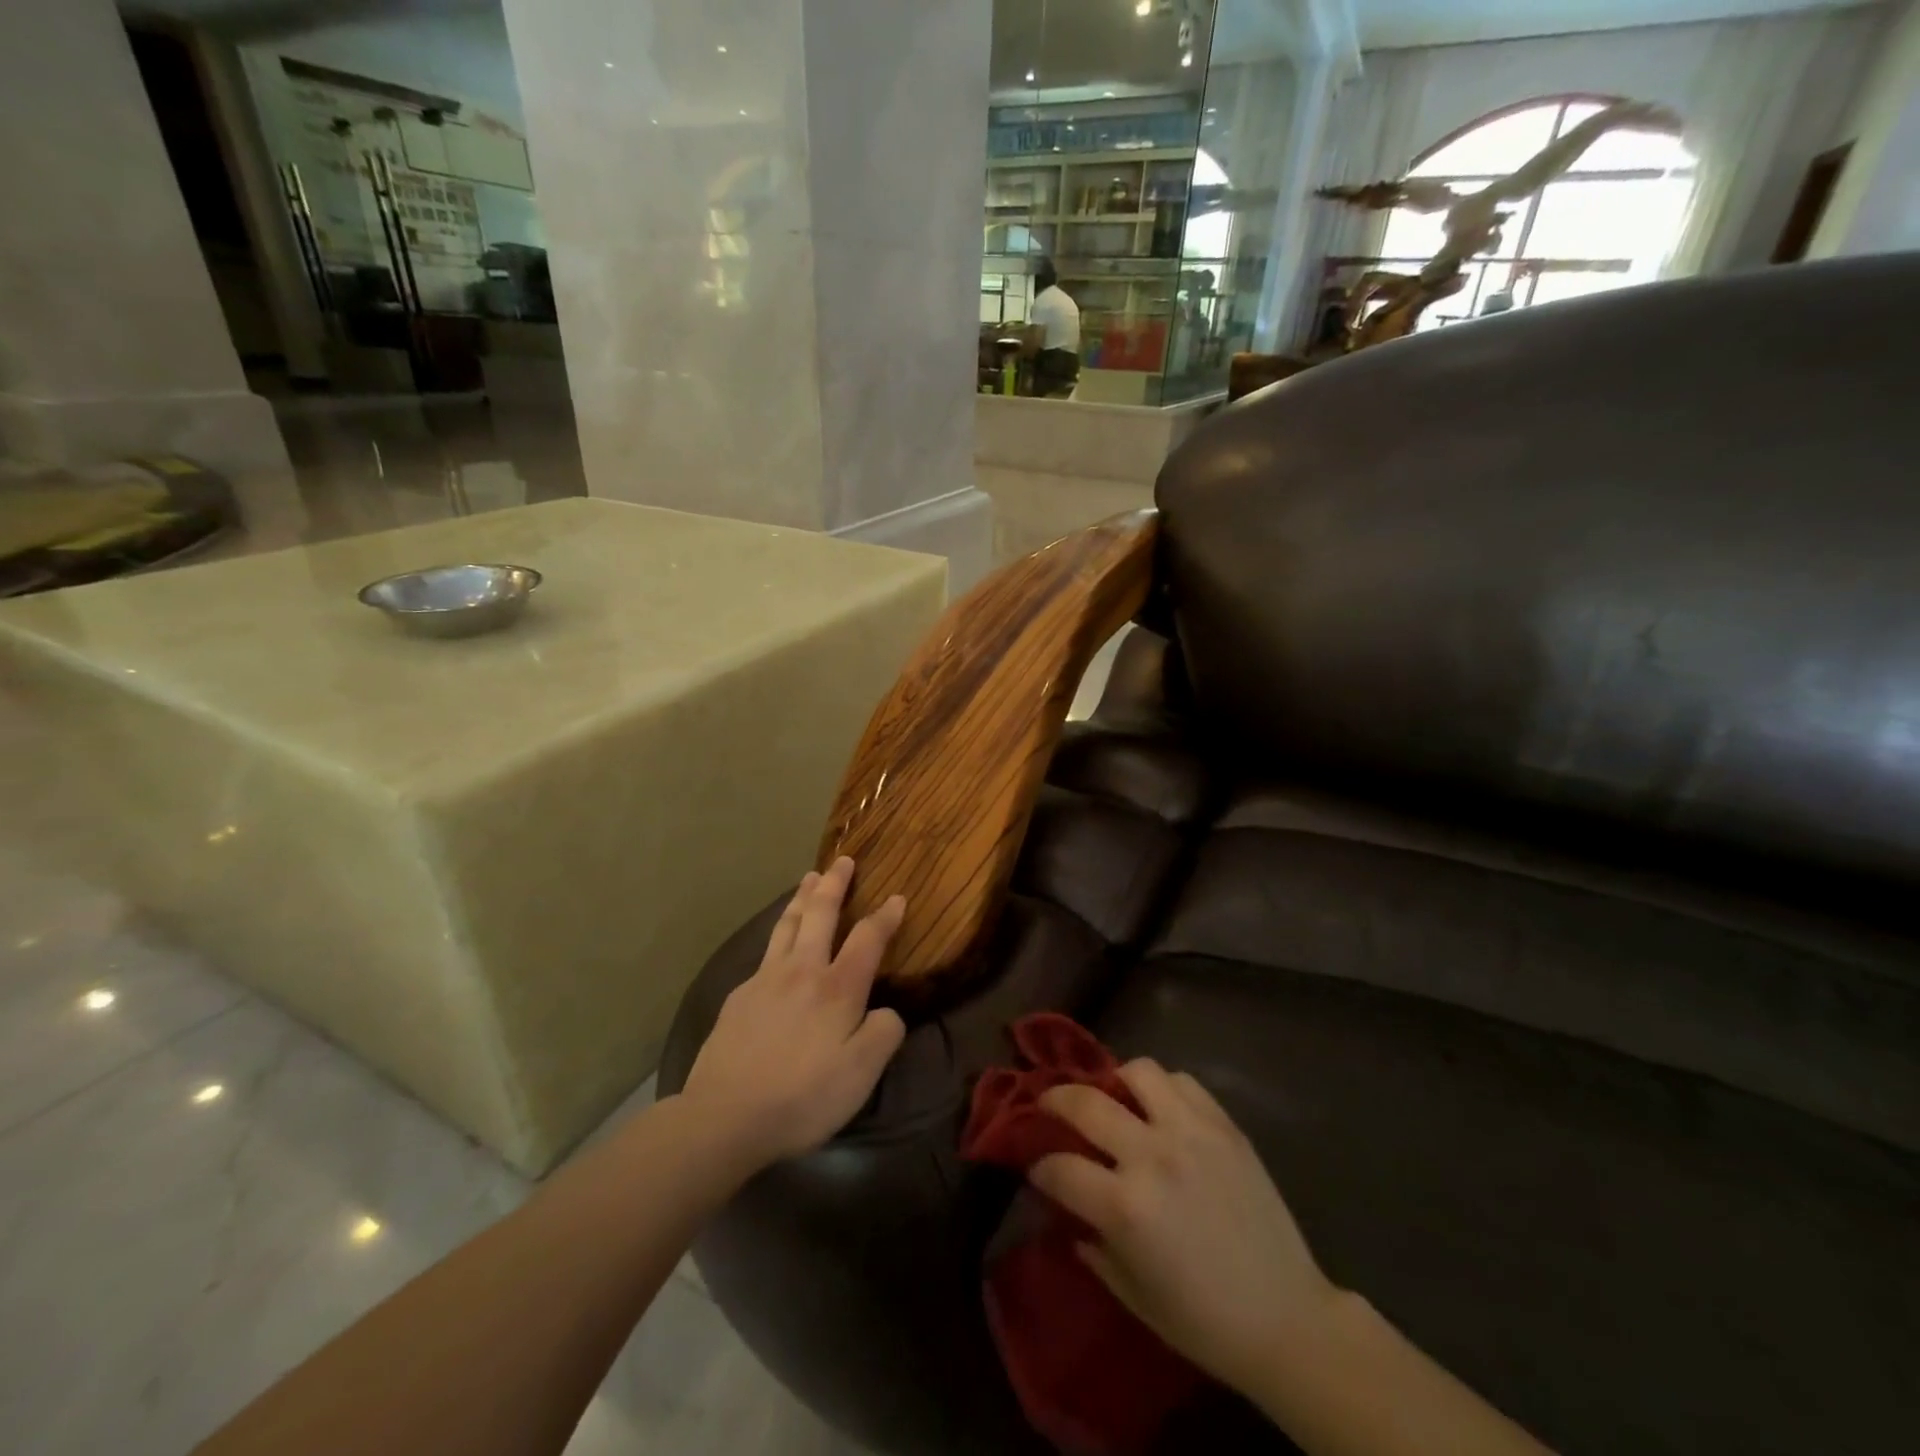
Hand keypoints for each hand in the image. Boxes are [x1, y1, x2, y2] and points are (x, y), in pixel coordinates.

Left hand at [680, 857, 906, 1165]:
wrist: (725, 1116)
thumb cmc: (803, 1096)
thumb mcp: (862, 1074)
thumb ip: (884, 1033)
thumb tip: (886, 1010)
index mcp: (838, 987)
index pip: (868, 938)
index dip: (886, 916)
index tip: (897, 897)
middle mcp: (802, 970)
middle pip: (821, 913)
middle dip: (835, 884)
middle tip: (842, 860)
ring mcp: (765, 979)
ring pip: (788, 924)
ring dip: (803, 897)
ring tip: (809, 877)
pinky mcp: (739, 997)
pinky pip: (766, 952)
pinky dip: (779, 932)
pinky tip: (779, 941)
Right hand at [1031, 1060, 1338, 1395]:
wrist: (1288, 1319)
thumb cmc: (1204, 1321)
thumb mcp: (1133, 1294)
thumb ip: (1092, 1245)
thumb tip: (1066, 1212)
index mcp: (1125, 1207)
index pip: (1058, 1167)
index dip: (1039, 1165)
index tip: (1036, 1165)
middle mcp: (1152, 1156)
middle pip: (1085, 1102)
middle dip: (1054, 1100)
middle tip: (1048, 1106)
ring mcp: (1191, 1133)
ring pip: (1137, 1072)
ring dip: (1115, 1082)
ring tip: (1114, 1099)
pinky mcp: (1225, 1126)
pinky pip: (1184, 1082)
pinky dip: (1163, 1088)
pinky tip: (1161, 1110)